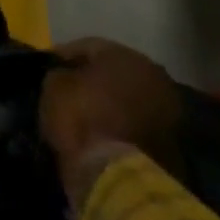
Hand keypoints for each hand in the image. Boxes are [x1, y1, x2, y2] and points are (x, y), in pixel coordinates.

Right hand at [39, 38, 181, 215]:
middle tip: (68, 87)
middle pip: (114, 69)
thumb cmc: (81, 118)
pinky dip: (122, 121)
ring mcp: (168, 107)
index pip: (87, 46)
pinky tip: (102, 129)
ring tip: (85, 111)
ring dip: (110, 100)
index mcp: (125, 55)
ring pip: (130, 95)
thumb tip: (66, 76)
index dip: (63, 55)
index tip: (47, 67)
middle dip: (92, 76)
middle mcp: (153, 74)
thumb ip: (60, 73)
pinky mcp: (172, 138)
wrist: (117, 173)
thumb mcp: (54, 85)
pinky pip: (138, 119)